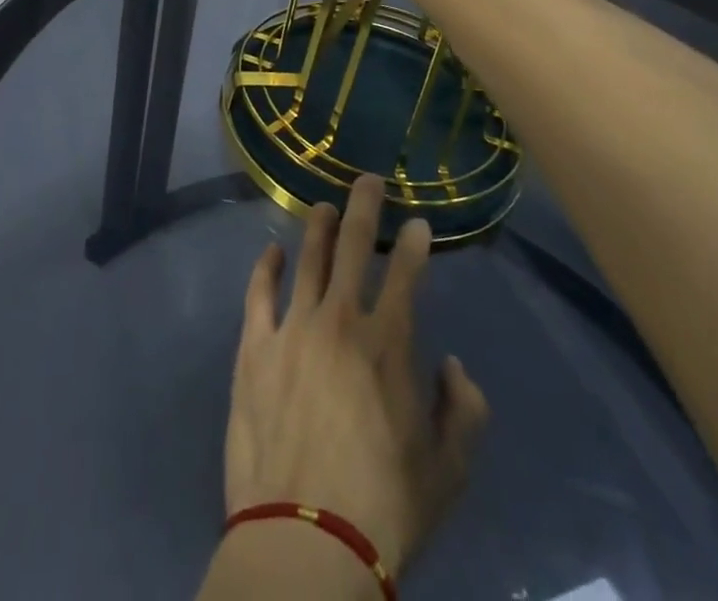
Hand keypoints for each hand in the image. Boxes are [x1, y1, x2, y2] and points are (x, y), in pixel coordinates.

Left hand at [225, 175, 489, 575]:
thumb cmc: (385, 508)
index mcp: (388, 344)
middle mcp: (339, 320)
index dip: (414, 243)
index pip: (406, 274)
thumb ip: (462, 411)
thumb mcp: (448, 471)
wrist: (305, 538)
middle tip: (367, 180)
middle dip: (364, 207)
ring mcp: (292, 328)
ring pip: (307, 259)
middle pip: (352, 245)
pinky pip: (259, 293)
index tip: (418, 222)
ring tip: (322, 206)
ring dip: (317, 227)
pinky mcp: (254, 347)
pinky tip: (272, 251)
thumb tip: (453, 365)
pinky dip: (266, 267)